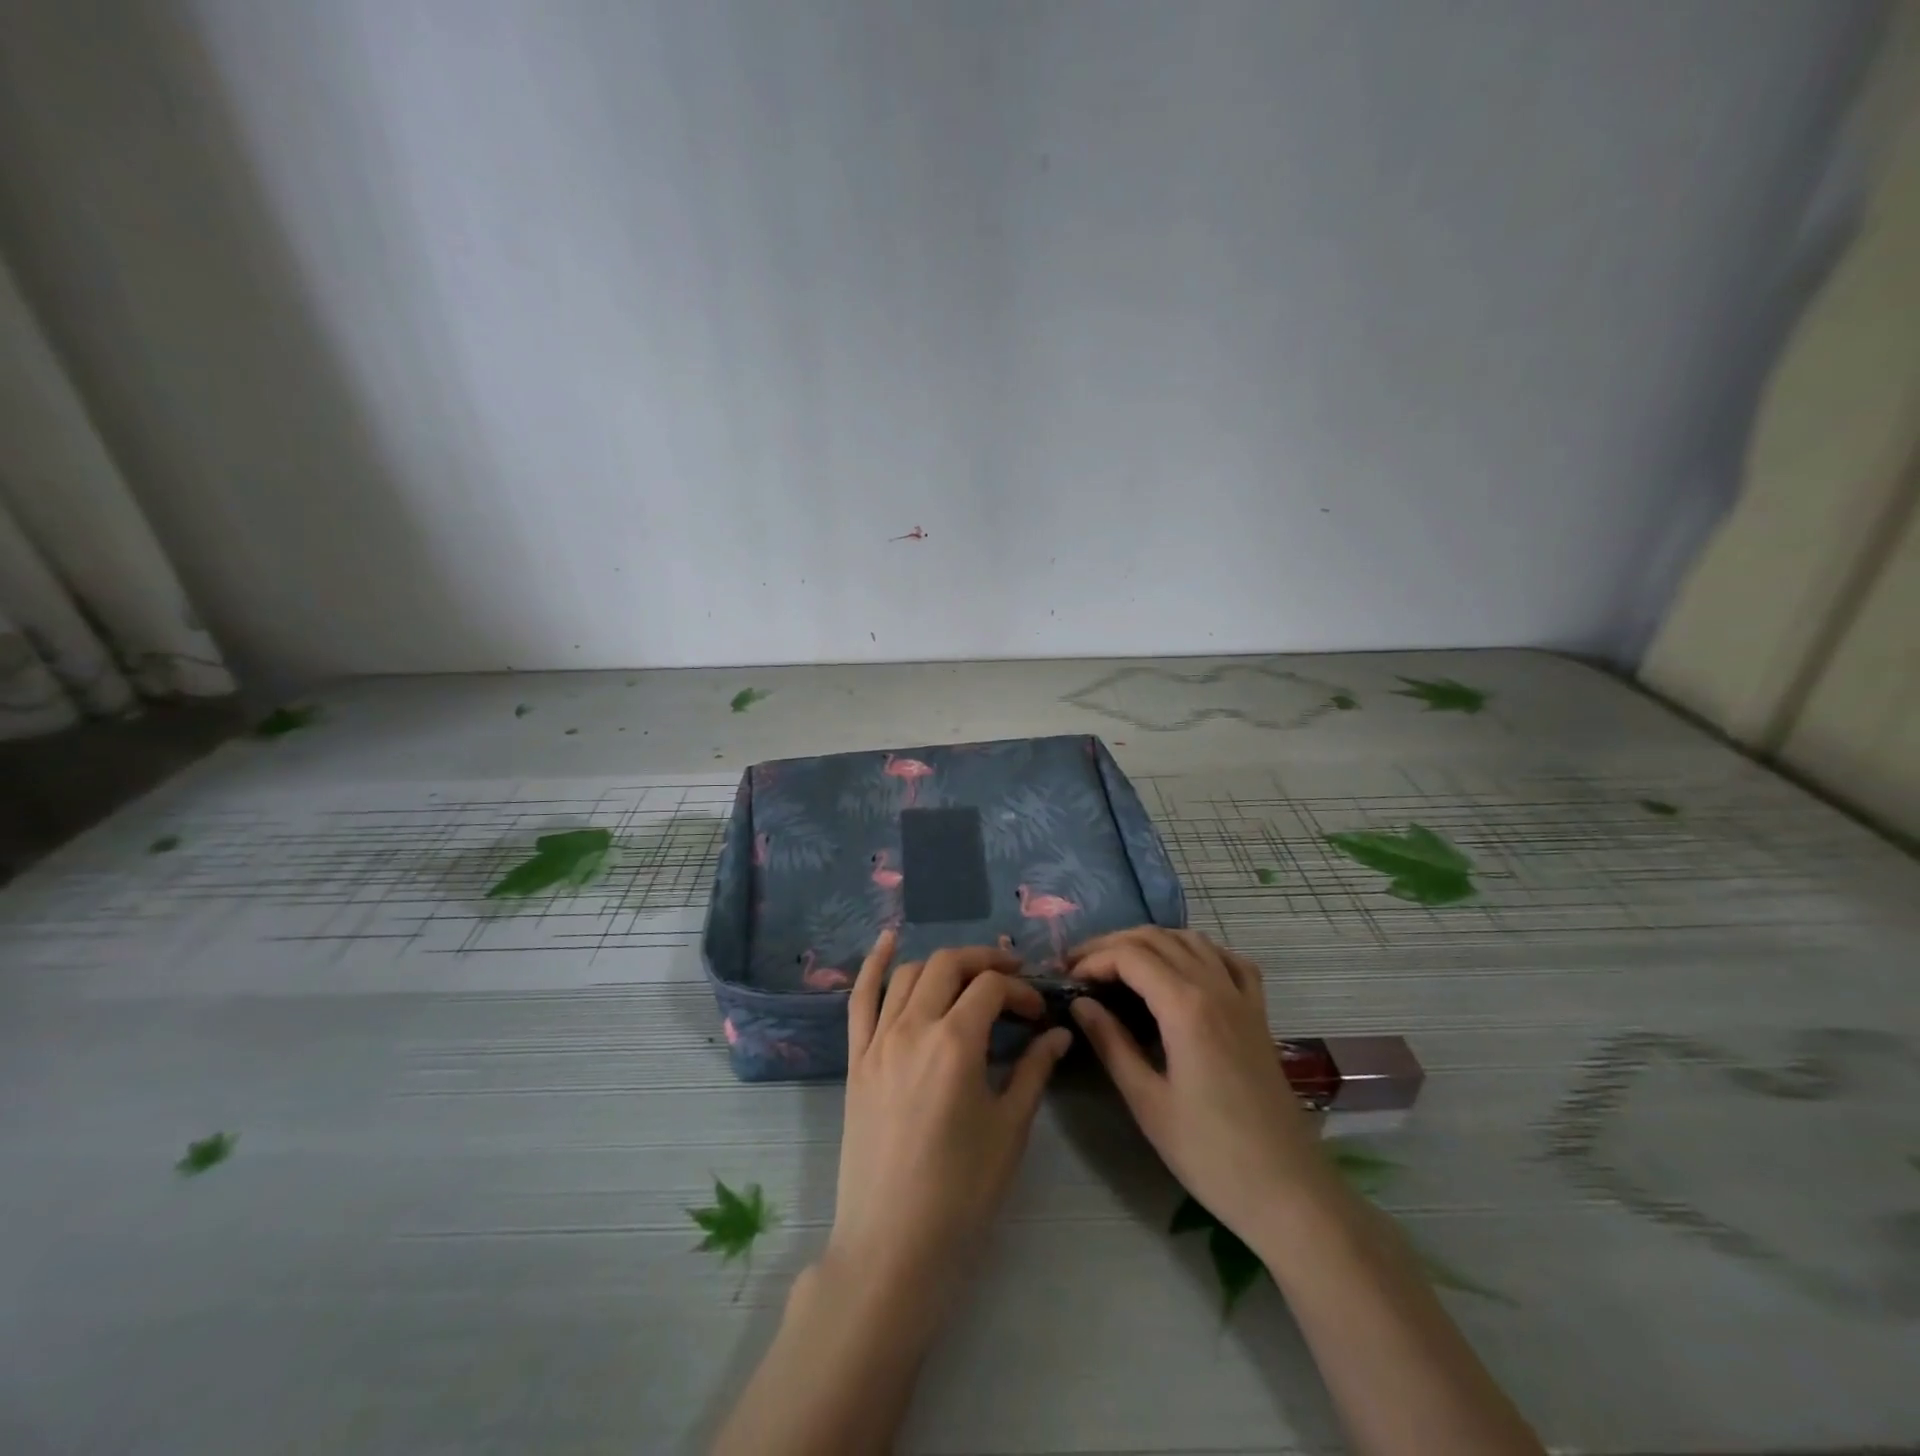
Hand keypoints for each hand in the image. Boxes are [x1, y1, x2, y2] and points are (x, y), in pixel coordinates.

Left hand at [823, 931, 1071, 1314]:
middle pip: (949, 965)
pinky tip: (888, 940)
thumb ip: (1033, 1070)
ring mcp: (877, 1040)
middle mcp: (912, 1027)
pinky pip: (859, 998)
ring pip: (910, 975)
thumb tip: (1059, 1033)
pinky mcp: (856, 1059)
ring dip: (943, 965)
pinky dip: (874, 964)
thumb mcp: (1009, 1129)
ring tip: (969, 976)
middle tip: (1012, 980)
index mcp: (954, 1042)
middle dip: (986, 962)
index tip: (1038, 1013)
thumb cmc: (961, 1192)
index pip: (991, 989)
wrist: (892, 1244)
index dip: (1020, 991)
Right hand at [1066, 928, 1328, 1239]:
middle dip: (1112, 944)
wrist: (1289, 1193)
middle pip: (1157, 938)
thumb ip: (1111, 1044)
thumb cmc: (1211, 1155)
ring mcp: (1243, 998)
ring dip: (1151, 941)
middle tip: (1080, 967)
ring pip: (1192, 940)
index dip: (1093, 960)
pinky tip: (1183, 968)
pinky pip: (1229, 961)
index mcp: (1186, 1007)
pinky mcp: (1259, 1015)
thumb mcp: (1148, 1102)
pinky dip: (1199, 951)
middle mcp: (1215, 988)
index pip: (1129, 956)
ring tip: (1120, 963)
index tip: (1066, 980)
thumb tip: (1081, 1004)